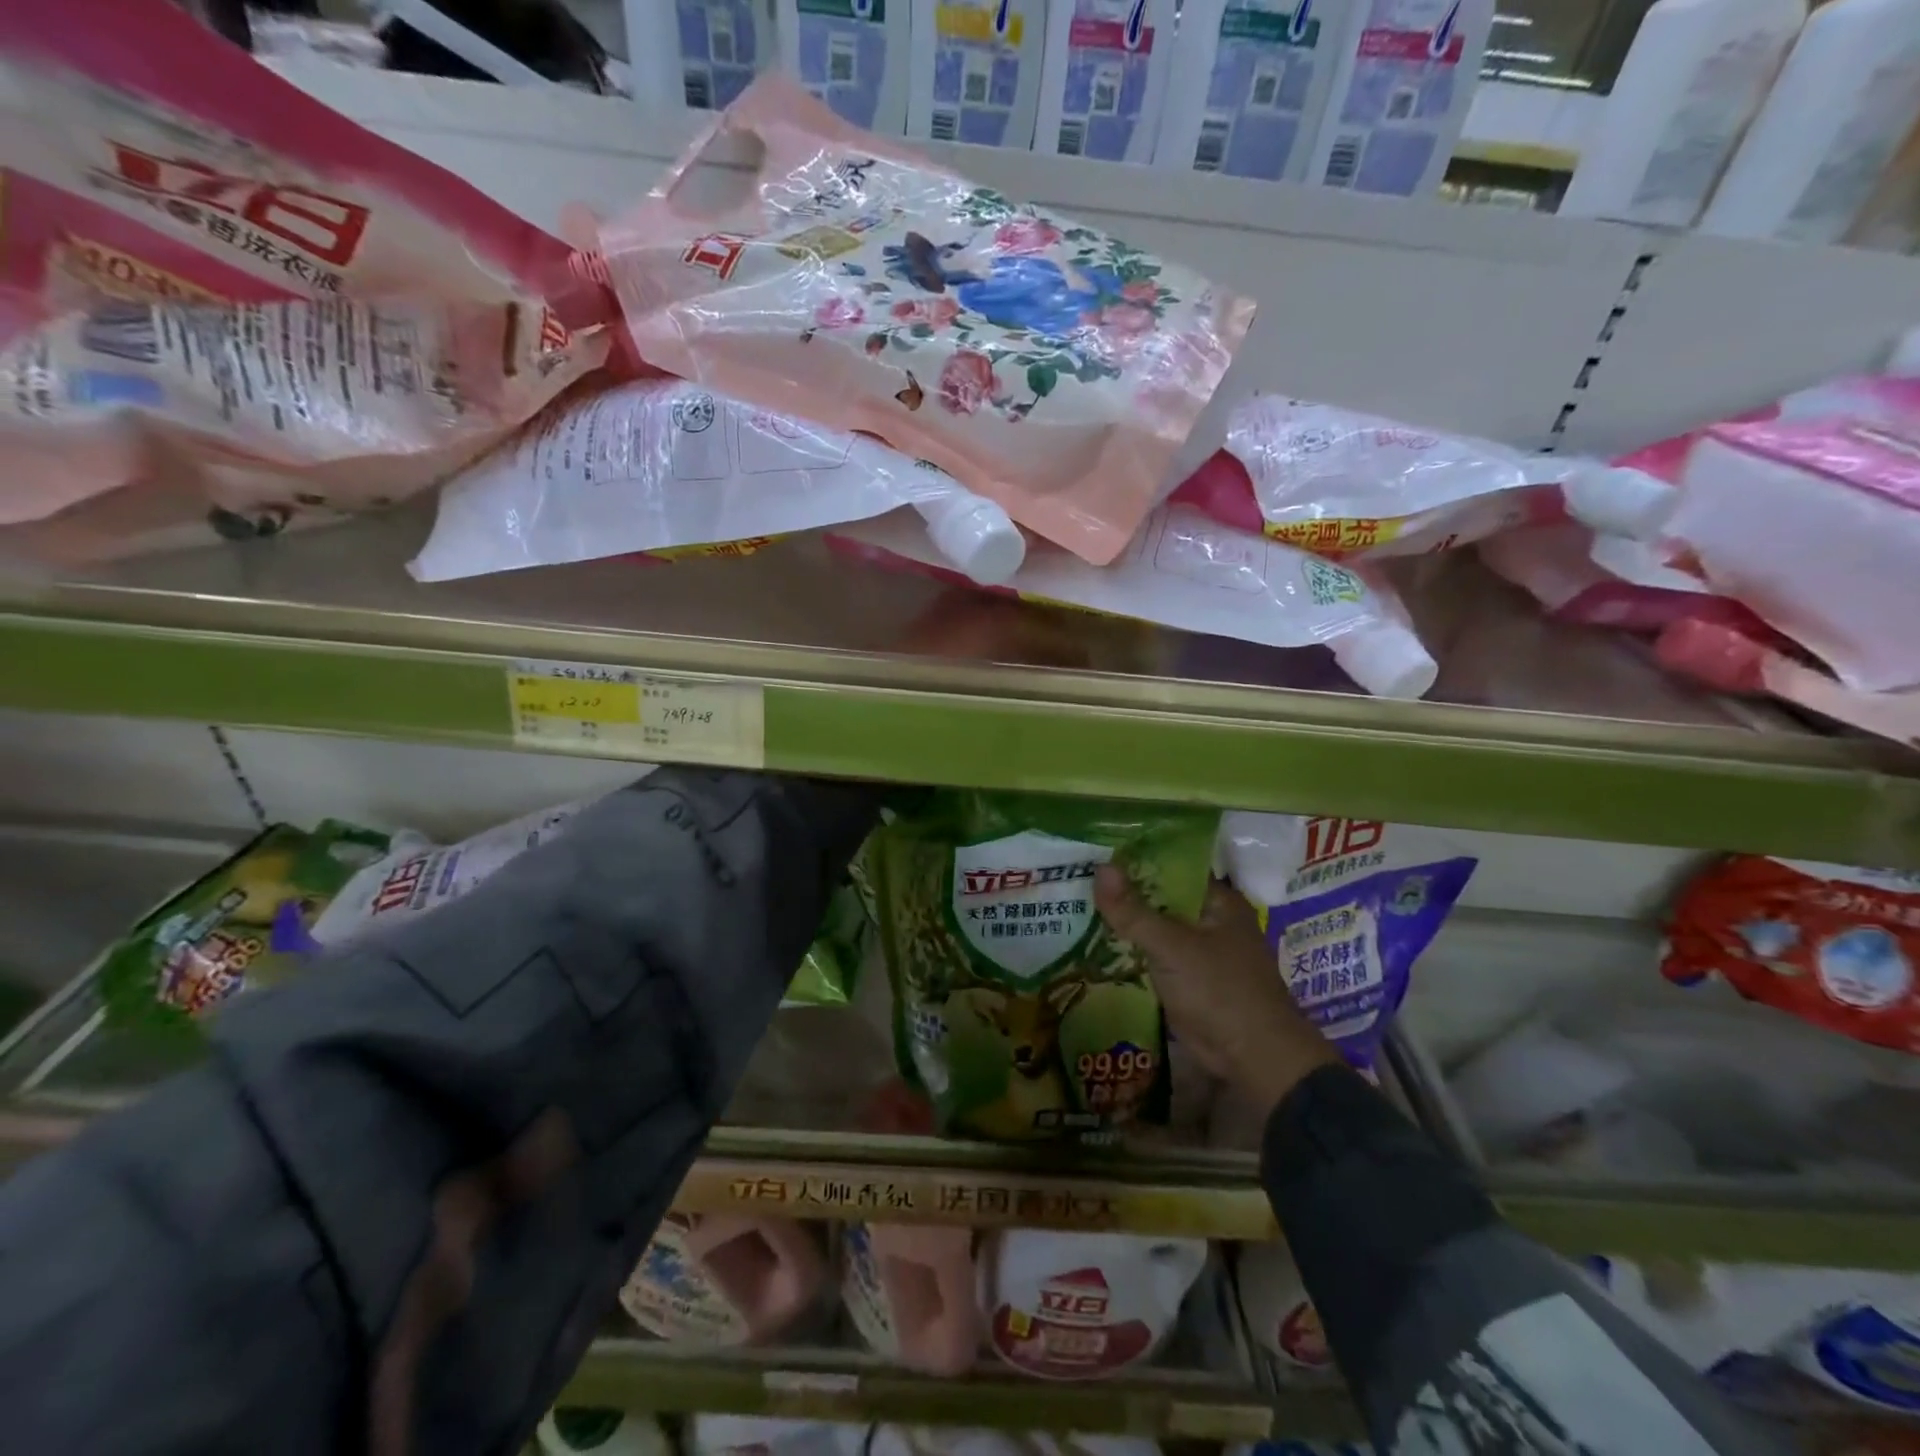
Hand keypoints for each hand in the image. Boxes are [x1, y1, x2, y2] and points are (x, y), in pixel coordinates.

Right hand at [1095, 866, 1341, 1118]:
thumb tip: (1100, 867)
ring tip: (1076, 900)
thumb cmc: (1219, 990)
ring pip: (1154, 926)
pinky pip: (1152, 954)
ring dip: (1124, 920)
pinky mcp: (1185, 978)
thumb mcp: (1171, 946)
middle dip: (1124, 889)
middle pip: (1160, 896)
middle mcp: (1208, 919)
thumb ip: (1133, 910)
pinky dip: (1129, 948)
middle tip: (1076, 872)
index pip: (1172, 866)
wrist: (1253, 1058)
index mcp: (1217, 900)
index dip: (1136, 857)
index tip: (1097, 849)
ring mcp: (1197, 951)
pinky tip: (1094, 939)